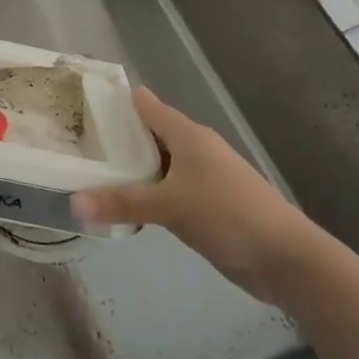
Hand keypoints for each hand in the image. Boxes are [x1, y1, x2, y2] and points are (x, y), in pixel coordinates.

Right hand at [71, 87, 321, 302]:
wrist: (286, 258)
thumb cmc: (228, 214)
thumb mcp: (169, 206)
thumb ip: (121, 202)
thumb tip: (72, 203)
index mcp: (187, 134)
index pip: (143, 104)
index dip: (113, 100)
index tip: (78, 103)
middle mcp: (193, 148)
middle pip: (147, 133)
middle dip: (114, 138)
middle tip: (74, 143)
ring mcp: (202, 176)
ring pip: (156, 164)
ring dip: (129, 169)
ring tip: (88, 172)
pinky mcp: (206, 203)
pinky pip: (167, 189)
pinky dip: (146, 192)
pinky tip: (124, 205)